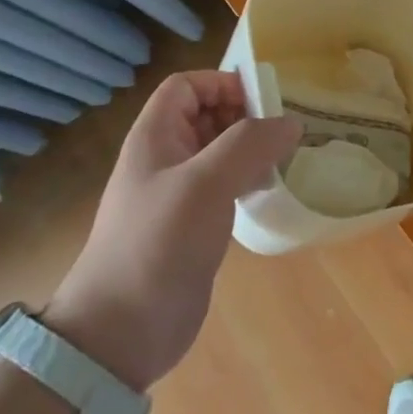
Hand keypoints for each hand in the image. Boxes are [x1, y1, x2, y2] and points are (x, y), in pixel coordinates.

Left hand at [44, 70, 299, 391]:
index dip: (222, 83)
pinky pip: (224, 186)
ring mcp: (178, 194)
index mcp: (155, 137)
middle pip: (206, 115)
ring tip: (285, 158)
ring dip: (251, 149)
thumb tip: (291, 122)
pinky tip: (270, 191)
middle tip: (284, 131)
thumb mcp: (205, 183)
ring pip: (219, 152)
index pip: (187, 86)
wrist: (122, 330)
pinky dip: (248, 179)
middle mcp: (165, 158)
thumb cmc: (158, 242)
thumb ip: (249, 144)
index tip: (263, 101)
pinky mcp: (192, 225)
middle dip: (244, 115)